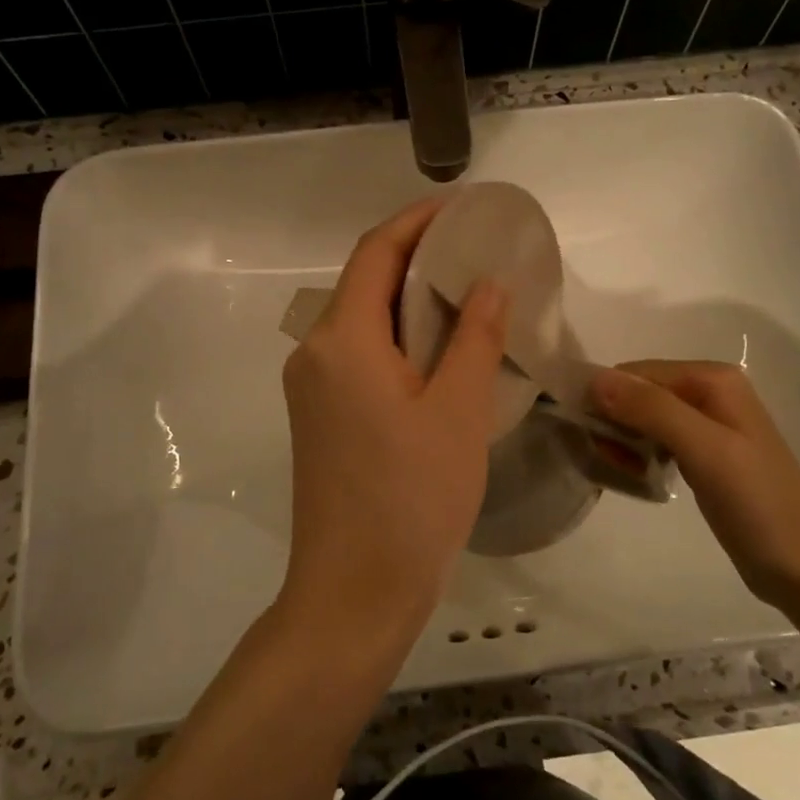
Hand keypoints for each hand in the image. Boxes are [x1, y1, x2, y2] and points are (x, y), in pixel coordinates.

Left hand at [279, 200, 508, 650]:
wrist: (354, 592)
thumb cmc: (411, 498)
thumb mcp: (457, 412)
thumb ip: (474, 338)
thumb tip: (488, 283)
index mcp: (341, 340)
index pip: (375, 252)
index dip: (417, 220)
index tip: (463, 207)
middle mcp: (315, 353)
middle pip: (366, 283)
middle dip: (418, 258)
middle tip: (477, 250)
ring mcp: (312, 388)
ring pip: (364, 321)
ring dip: (410, 301)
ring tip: (469, 294)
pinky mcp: (320, 417)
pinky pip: (360, 355)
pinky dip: (399, 338)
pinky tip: (441, 351)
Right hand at [589, 360, 799, 608]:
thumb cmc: (759, 503)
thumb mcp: (704, 450)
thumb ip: (651, 410)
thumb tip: (594, 379)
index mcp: (711, 379)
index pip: (636, 372)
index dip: (607, 398)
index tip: (589, 436)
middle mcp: (708, 392)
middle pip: (638, 392)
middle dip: (613, 420)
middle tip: (605, 458)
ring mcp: (707, 425)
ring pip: (642, 417)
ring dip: (622, 439)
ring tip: (619, 470)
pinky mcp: (703, 456)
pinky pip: (655, 440)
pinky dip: (637, 453)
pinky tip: (634, 475)